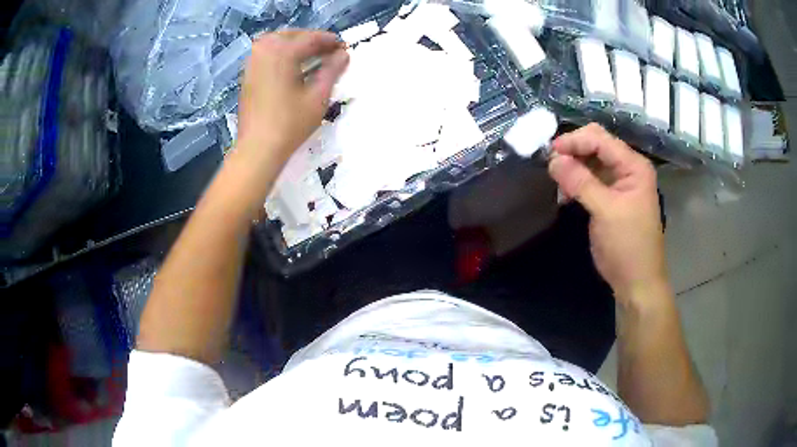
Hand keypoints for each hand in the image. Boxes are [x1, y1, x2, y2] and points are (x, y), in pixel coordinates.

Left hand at [237, 30, 348, 164]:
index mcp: (282, 52)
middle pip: (292, 35)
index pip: (311, 38)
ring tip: (311, 56)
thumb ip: (332, 70)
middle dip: (312, 39)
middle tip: (329, 51)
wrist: (258, 149)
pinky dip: (281, 53)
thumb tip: (344, 54)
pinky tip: (291, 65)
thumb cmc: (290, 124)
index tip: (344, 47)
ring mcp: (252, 62)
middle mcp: (264, 51)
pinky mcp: (247, 74)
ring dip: (295, 44)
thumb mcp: (318, 97)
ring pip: (276, 41)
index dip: (330, 41)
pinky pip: (266, 53)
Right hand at [548, 124, 668, 306]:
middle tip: (551, 165)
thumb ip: (580, 182)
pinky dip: (575, 182)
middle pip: (595, 145)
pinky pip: (589, 179)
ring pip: (590, 162)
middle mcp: (627, 168)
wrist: (636, 281)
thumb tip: (553, 159)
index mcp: (633, 166)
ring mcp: (618, 183)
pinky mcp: (609, 197)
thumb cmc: (628, 245)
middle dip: (573, 151)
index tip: (550, 153)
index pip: (600, 139)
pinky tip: (564, 193)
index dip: (575, 141)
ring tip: (557, 182)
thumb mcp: (606, 211)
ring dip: (572, 167)